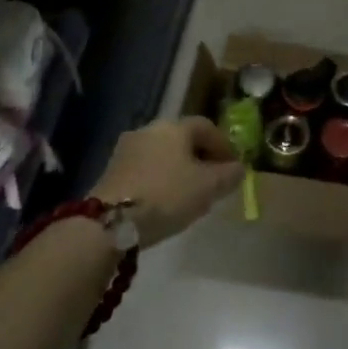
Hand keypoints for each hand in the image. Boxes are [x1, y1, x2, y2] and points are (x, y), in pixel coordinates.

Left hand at [94, 117, 243, 246]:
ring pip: (162, 154)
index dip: (224, 145)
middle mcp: (149, 129)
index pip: (207, 127)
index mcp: (175, 126)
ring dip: (178, 168)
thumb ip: (229, 175)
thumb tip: (238, 168)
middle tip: (212, 180)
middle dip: (200, 157)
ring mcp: (126, 149)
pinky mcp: (111, 170)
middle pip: (183, 139)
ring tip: (188, 193)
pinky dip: (159, 179)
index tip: (233, 167)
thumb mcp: (209, 187)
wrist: (109, 221)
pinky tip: (163, 200)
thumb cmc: (167, 195)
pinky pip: (145, 168)